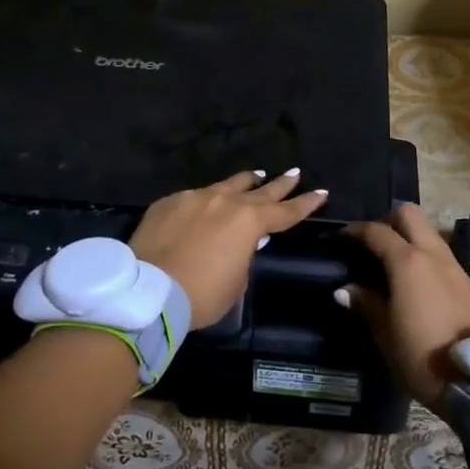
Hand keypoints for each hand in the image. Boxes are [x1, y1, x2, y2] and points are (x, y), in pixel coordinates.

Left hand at [130, 170, 329, 328]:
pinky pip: (195, 197)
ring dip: (245, 182)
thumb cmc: (201, 295)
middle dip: (280, 184)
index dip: (306, 204)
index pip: (286, 211)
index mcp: (249, 222)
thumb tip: (245, 242)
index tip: (321, 192)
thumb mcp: (235, 283)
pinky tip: (205, 204)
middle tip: (294, 174)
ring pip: (227, 184)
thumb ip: (245, 256)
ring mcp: (196, 197)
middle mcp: (226, 201)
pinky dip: (207, 200)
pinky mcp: (170, 201)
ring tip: (256, 176)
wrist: (147, 290)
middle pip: (261, 190)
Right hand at [343, 203, 469, 417]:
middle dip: (387, 221)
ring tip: (391, 263)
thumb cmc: (422, 355)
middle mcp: (432, 254)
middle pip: (409, 214)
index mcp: (407, 262)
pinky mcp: (467, 282)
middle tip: (372, 244)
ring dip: (408, 237)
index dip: (355, 231)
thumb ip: (365, 303)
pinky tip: (413, 281)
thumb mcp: (385, 333)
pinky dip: (423, 255)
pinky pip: (440, 254)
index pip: (376, 231)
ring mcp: (454, 266)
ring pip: (428, 232)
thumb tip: (345, 289)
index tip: (340, 239)